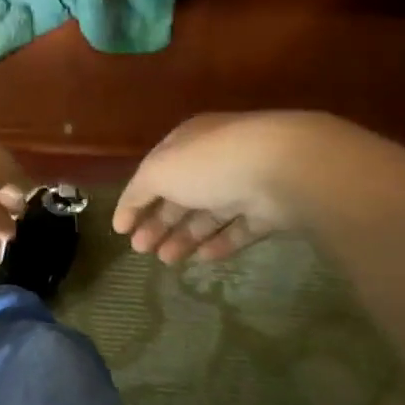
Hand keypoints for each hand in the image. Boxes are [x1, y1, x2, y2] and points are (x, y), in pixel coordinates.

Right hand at [114, 112, 324, 263]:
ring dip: (183, 237)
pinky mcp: (270, 209)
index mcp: (187, 143)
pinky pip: (240, 229)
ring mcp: (244, 184)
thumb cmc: (210, 163)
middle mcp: (214, 160)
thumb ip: (138, 191)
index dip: (135, 201)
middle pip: (180, 195)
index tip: (121, 230)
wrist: (283, 167)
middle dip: (158, 223)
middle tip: (141, 250)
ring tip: (166, 261)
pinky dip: (219, 243)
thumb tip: (126, 212)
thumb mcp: (159, 170)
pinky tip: (202, 259)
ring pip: (208, 214)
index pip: (154, 172)